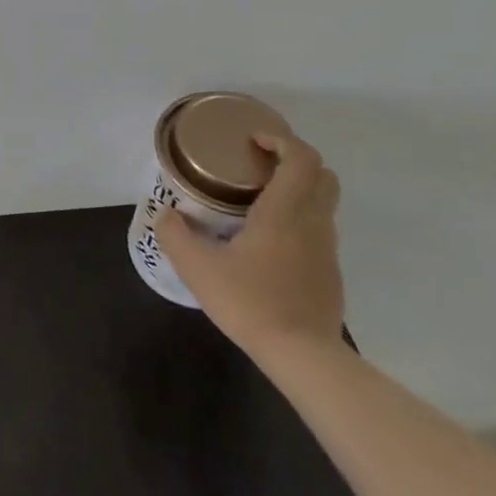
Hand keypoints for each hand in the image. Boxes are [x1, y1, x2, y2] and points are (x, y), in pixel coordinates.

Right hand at [159, 131, 344, 358]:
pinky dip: (298, 218)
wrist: (302, 355)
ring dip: (297, 189)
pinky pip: (318, 229)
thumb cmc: (250, 302)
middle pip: (323, 175)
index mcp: (284, 212)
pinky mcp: (329, 272)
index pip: (302, 158)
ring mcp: (326, 249)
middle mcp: (313, 223)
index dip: (281, 140)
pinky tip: (266, 240)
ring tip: (257, 200)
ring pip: (323, 203)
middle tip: (258, 164)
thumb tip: (165, 214)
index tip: (252, 141)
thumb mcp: (197, 268)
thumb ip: (175, 234)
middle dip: (294, 160)